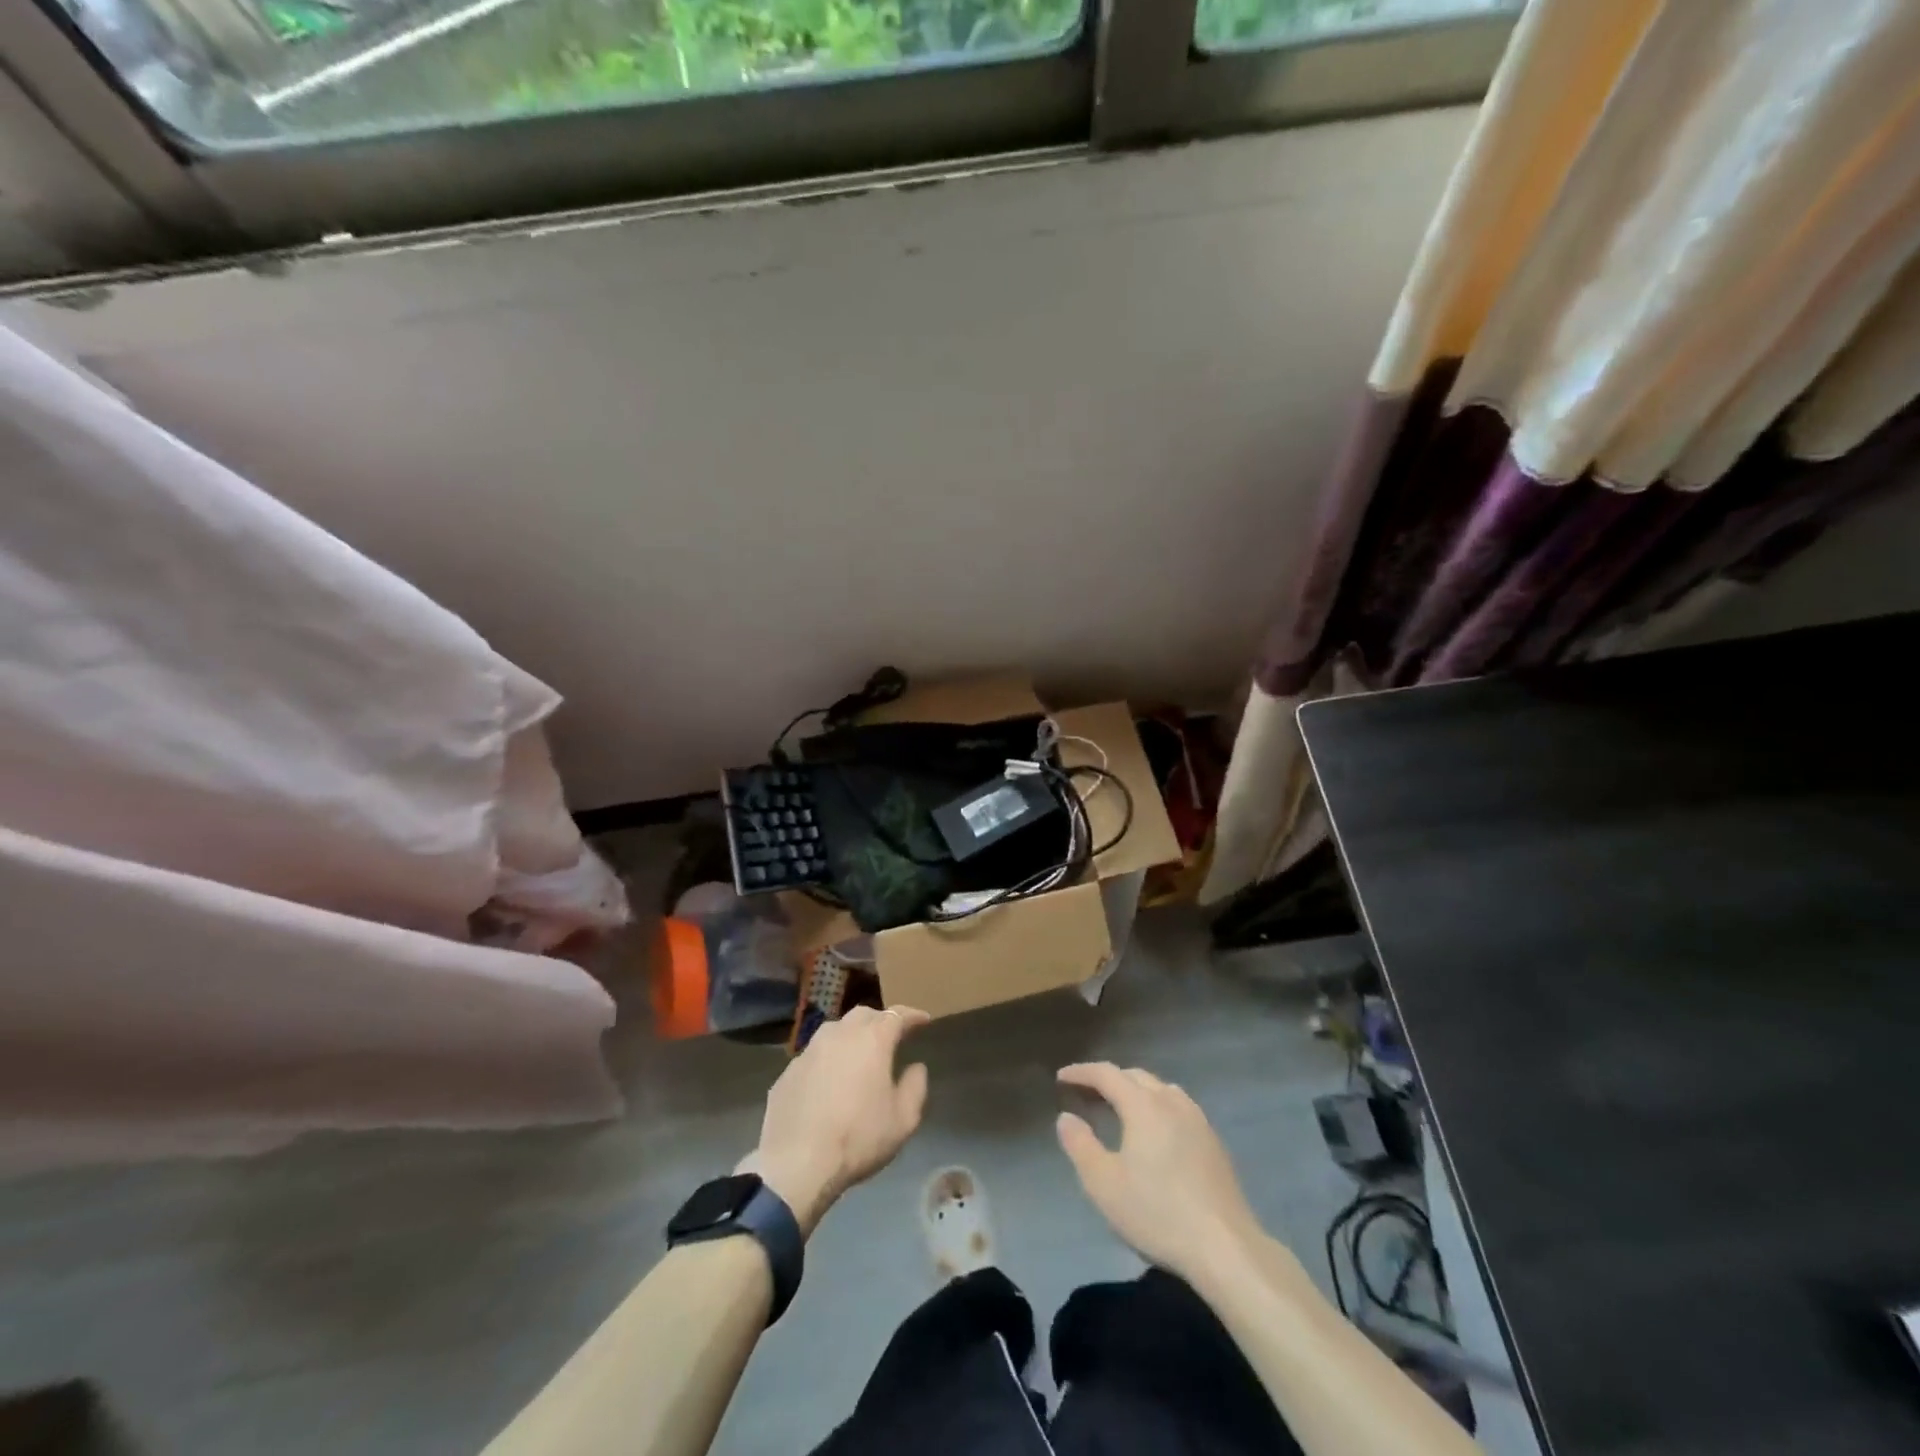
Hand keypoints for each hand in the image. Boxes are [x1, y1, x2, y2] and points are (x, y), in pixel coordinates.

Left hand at [744, 1006, 930, 1236]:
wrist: (795, 1163)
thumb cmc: (858, 1138)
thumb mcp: (903, 1120)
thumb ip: (915, 1088)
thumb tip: (916, 1067)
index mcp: (872, 1040)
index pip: (896, 1015)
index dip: (912, 1015)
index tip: (923, 1019)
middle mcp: (839, 1034)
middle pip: (863, 1015)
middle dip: (880, 1020)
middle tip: (891, 1035)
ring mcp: (809, 1051)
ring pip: (834, 1030)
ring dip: (851, 1036)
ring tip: (859, 1053)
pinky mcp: (788, 1071)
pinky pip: (814, 1055)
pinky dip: (828, 1059)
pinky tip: (829, 1080)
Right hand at [1055, 1063, 1264, 1281]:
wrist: (1225, 1248)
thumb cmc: (1157, 1213)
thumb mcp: (1103, 1183)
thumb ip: (1080, 1145)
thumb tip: (1066, 1117)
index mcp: (1144, 1105)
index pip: (1107, 1074)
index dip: (1082, 1072)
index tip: (1061, 1078)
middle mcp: (1172, 1102)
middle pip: (1135, 1076)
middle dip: (1108, 1080)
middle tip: (1086, 1095)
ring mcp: (1198, 1121)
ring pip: (1161, 1089)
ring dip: (1135, 1091)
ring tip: (1119, 1109)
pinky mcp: (1214, 1143)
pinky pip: (1178, 1108)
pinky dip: (1157, 1107)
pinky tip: (1155, 1133)